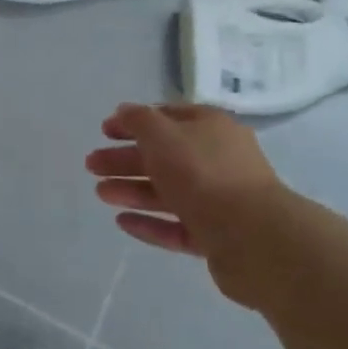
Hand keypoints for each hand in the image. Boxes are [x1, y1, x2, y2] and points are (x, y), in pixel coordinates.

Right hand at [86, 103, 300, 310]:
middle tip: (92, 165)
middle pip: (164, 156)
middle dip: (125, 159)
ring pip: (168, 191)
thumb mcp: (162, 135)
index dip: (133, 122)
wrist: (255, 238)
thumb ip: (138, 120)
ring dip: (133, 189)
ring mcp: (220, 200)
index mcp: (210, 128)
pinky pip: (177, 225)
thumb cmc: (203, 174)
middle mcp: (217, 159)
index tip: (104, 131)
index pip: (166, 117)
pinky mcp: (218, 236)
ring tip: (100, 194)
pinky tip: (122, 222)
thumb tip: (124, 111)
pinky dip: (150, 222)